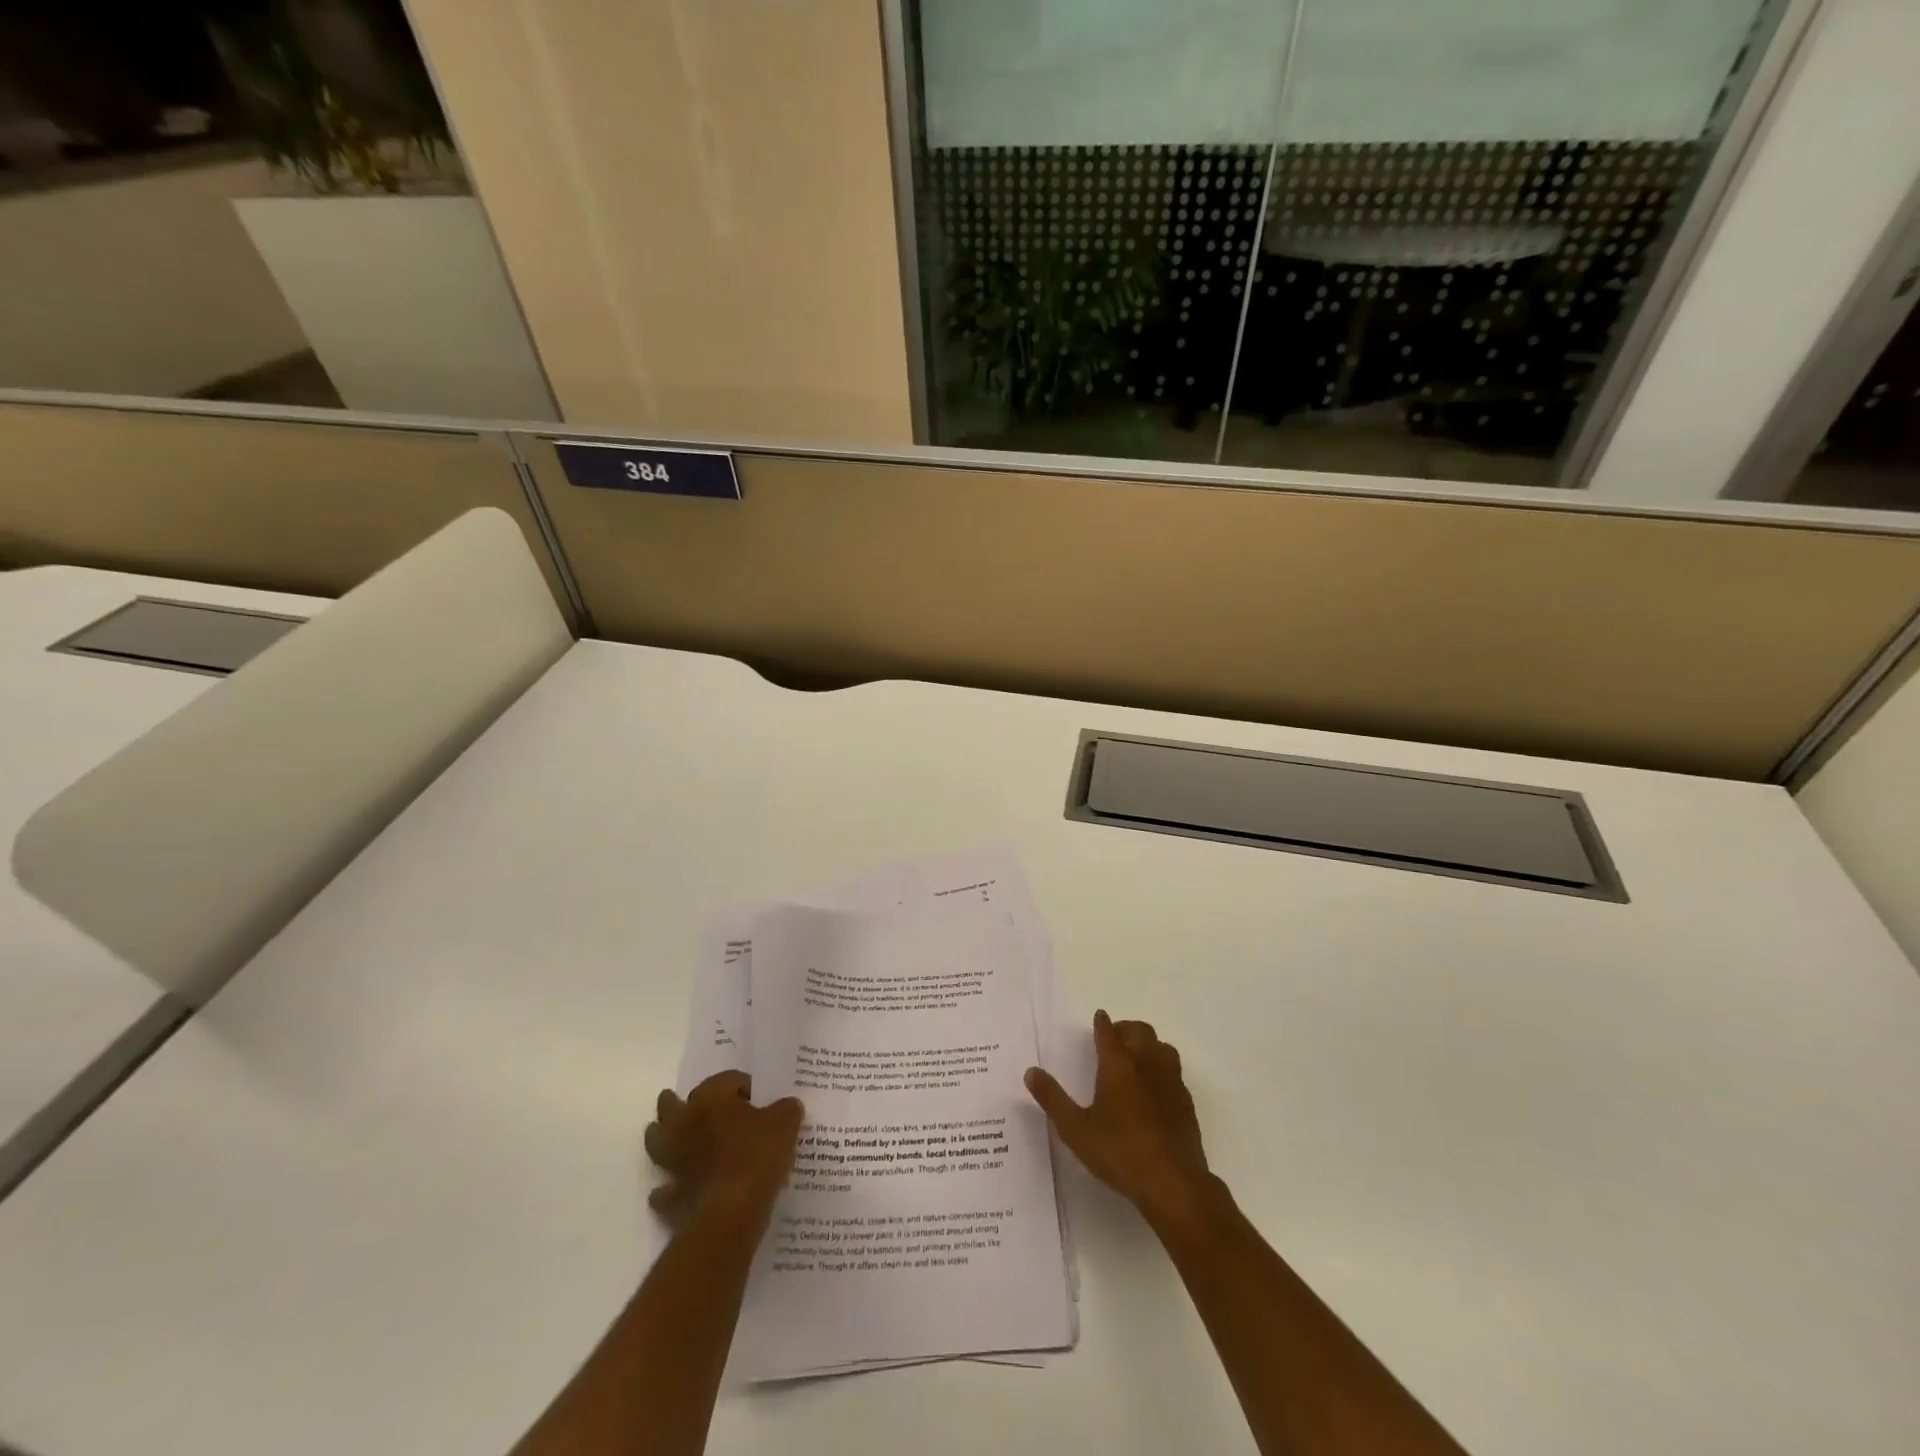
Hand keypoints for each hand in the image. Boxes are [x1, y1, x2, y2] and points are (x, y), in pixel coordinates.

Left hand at [644, 1071, 804, 1229]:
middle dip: (678, 1103)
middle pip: (672, 1106)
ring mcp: (673, 1160)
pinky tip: (678, 1189)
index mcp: (711, 1098)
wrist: (731, 1213)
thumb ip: (786, 1108)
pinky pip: (665, 1189)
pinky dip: (668, 1188)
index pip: (727, 1079)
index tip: (759, 1098)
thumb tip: (787, 1105)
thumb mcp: (785, 1123)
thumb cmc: (757, 1156)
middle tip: (689, 1103)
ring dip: (663, 1138)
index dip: (744, 1085)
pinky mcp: (670, 1195)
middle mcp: (685, 1123)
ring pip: (657, 1142)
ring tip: (674, 1139)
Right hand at [1026, 1011, 1214, 1231]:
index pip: (1109, 1032)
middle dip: (1125, 1029)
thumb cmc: (1119, 1153)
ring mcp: (1171, 1082)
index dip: (1102, 1023)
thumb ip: (1053, 1099)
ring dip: (1147, 1045)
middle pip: (1139, 1031)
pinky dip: (1161, 1068)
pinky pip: (1174, 1071)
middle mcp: (1146, 1064)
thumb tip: (1031, 1072)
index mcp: (1118, 1065)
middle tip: (1113, 1040)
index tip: (1099, 1018)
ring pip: (1161, 1047)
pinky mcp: (1186, 1102)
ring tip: (1135, 1059)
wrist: (1173, 1183)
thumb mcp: (1076, 1130)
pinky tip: (1154, 1089)